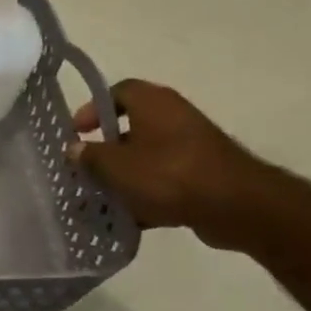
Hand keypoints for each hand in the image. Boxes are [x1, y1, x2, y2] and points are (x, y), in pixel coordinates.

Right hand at [70, 80, 271, 249]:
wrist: (236, 206)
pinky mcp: (203, 175)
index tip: (77, 133)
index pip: (116, 92)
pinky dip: (147, 195)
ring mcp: (191, 147)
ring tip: (101, 198)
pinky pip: (165, 181)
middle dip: (106, 150)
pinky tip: (129, 217)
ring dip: (124, 176)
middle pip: (130, 127)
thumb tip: (74, 149)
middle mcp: (173, 117)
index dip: (92, 109)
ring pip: (146, 157)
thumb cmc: (168, 173)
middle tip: (85, 169)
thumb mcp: (115, 165)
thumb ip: (89, 156)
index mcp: (152, 102)